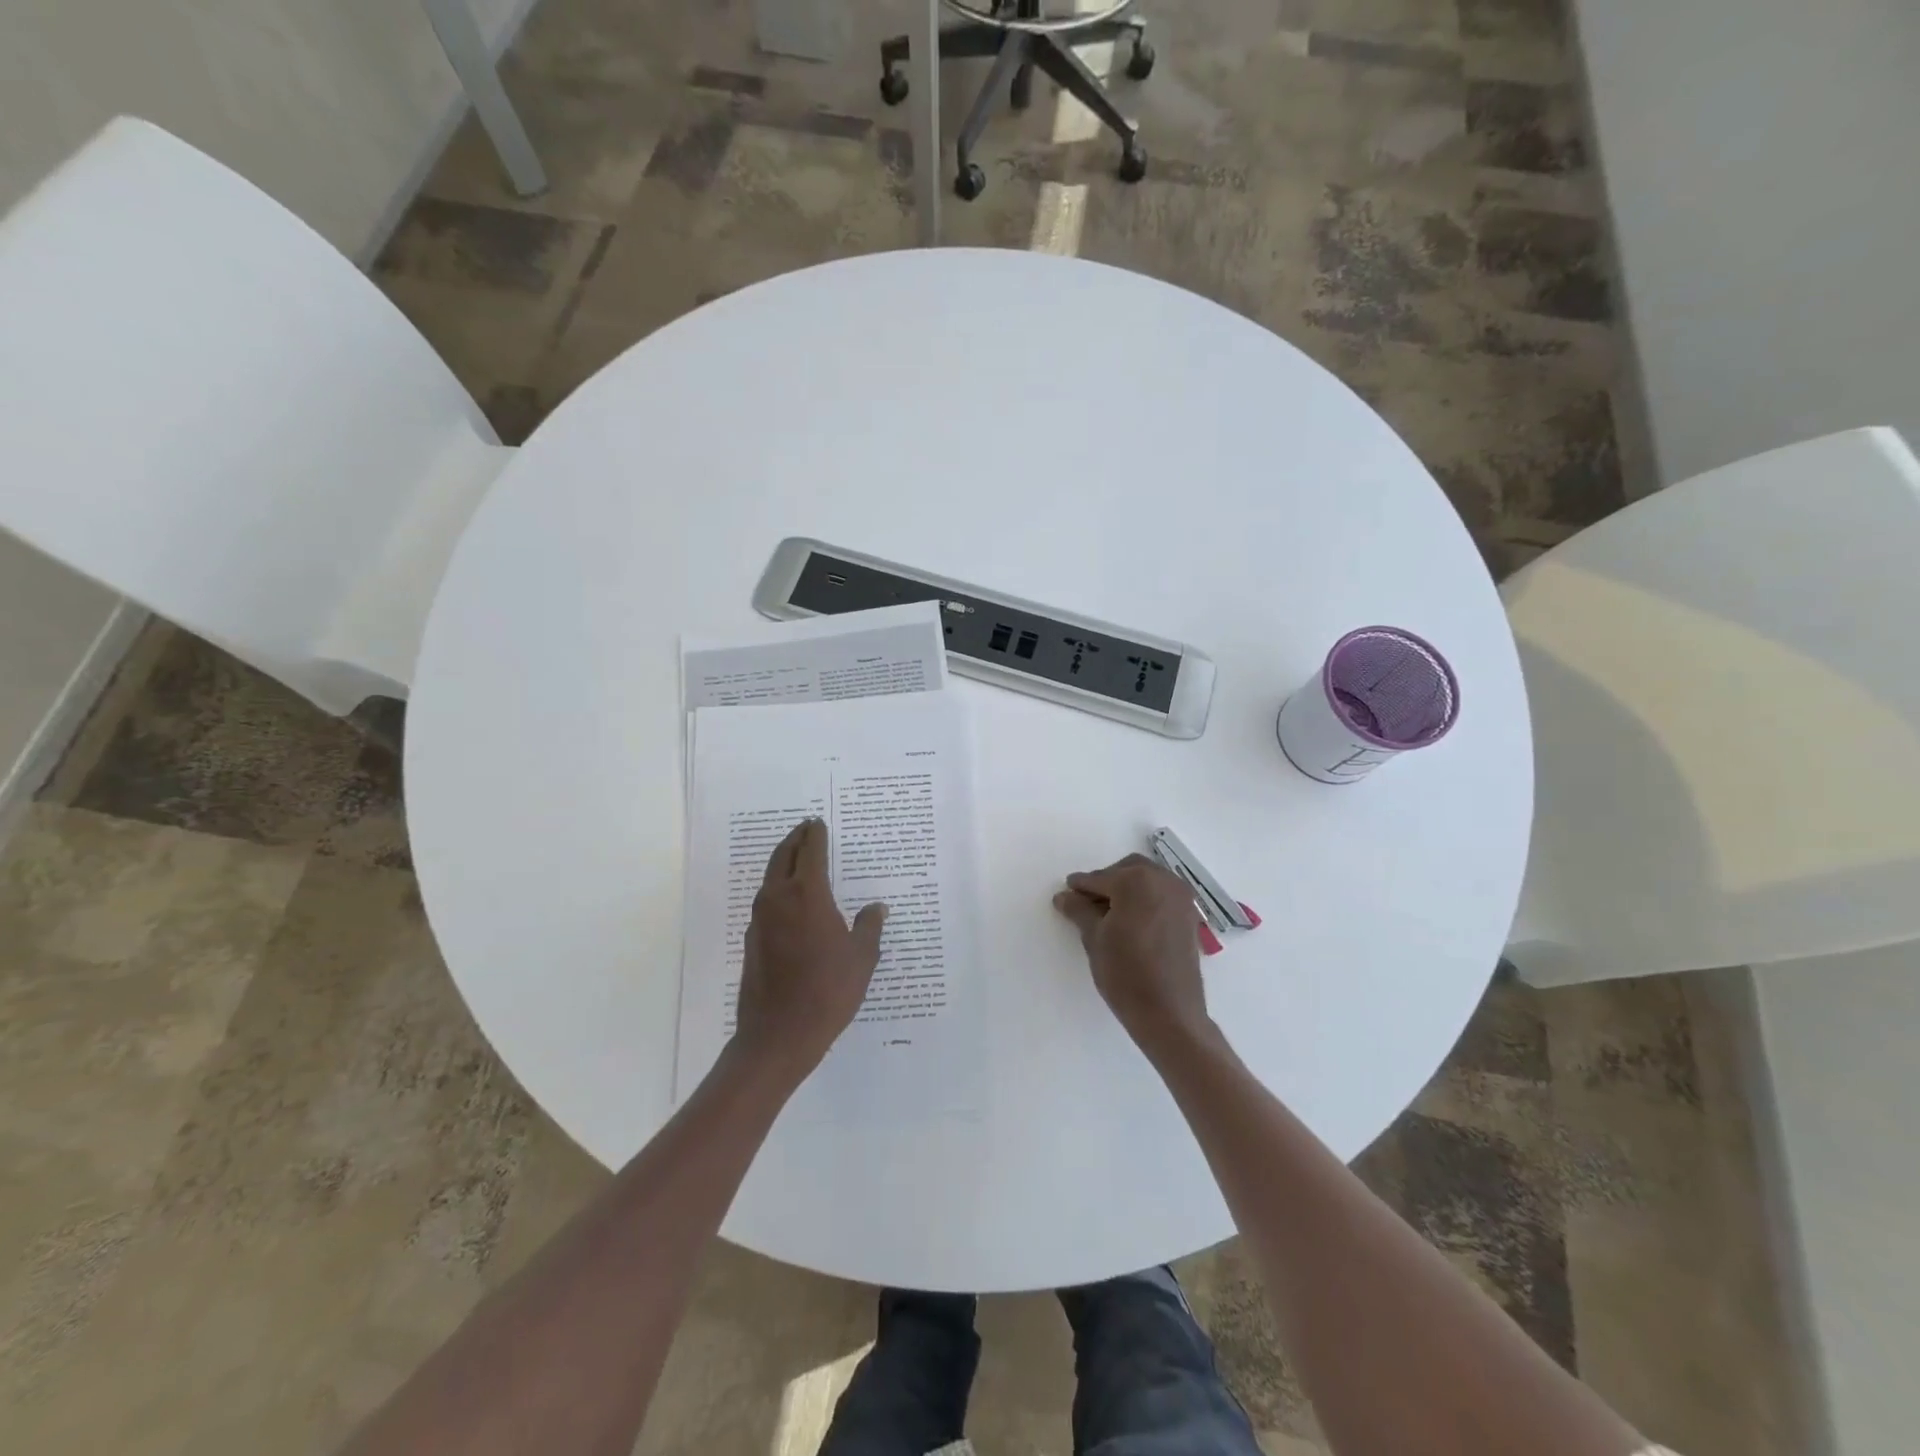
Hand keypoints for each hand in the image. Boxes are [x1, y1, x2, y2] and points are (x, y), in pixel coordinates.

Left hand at [732, 818, 886, 1084]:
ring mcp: (760, 919)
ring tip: (799, 858)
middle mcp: (778, 898)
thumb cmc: (828, 991)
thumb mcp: (861, 957)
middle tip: (806, 828)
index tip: (819, 822)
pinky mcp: (752, 940)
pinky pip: (766, 901)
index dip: (815, 834)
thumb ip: (869, 927)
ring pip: (770, 877)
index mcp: (807, 894)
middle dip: (795, 838)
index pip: (809, 850)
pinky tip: (792, 902)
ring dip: (783, 861)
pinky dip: (778, 888)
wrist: (778, 1035)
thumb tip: (877, 908)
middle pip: (782, 855)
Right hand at [1053, 854, 1212, 1056]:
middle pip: (1127, 870)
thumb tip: (1064, 896)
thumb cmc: (1125, 973)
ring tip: (1108, 914)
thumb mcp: (1094, 939)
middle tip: (1087, 903)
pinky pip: (1162, 895)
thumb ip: (1079, 910)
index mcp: (1136, 881)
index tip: (1066, 894)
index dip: (1080, 887)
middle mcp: (1163, 880)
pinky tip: (1131, 921)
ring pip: (1147, 880)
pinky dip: (1145, 899)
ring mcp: (1180, 897)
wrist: (1169, 1013)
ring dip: (1127, 888)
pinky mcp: (1189, 915)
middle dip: (1106, 882)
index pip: (1099, 878)